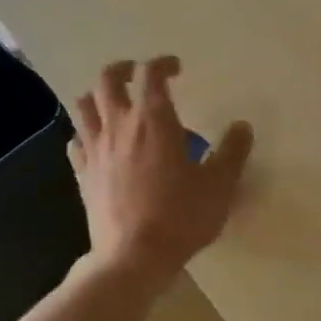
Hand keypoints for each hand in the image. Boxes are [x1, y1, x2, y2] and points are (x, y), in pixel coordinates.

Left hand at [66, 56, 251, 282]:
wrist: (133, 256)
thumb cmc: (181, 217)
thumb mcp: (219, 185)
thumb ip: (232, 151)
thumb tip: (242, 126)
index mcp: (155, 122)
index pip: (152, 75)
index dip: (163, 64)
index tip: (176, 69)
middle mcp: (120, 126)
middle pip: (108, 80)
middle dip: (124, 69)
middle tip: (139, 75)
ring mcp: (96, 150)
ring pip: (84, 106)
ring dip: (98, 96)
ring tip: (115, 104)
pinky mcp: (82, 174)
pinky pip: (77, 141)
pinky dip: (87, 133)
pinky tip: (99, 144)